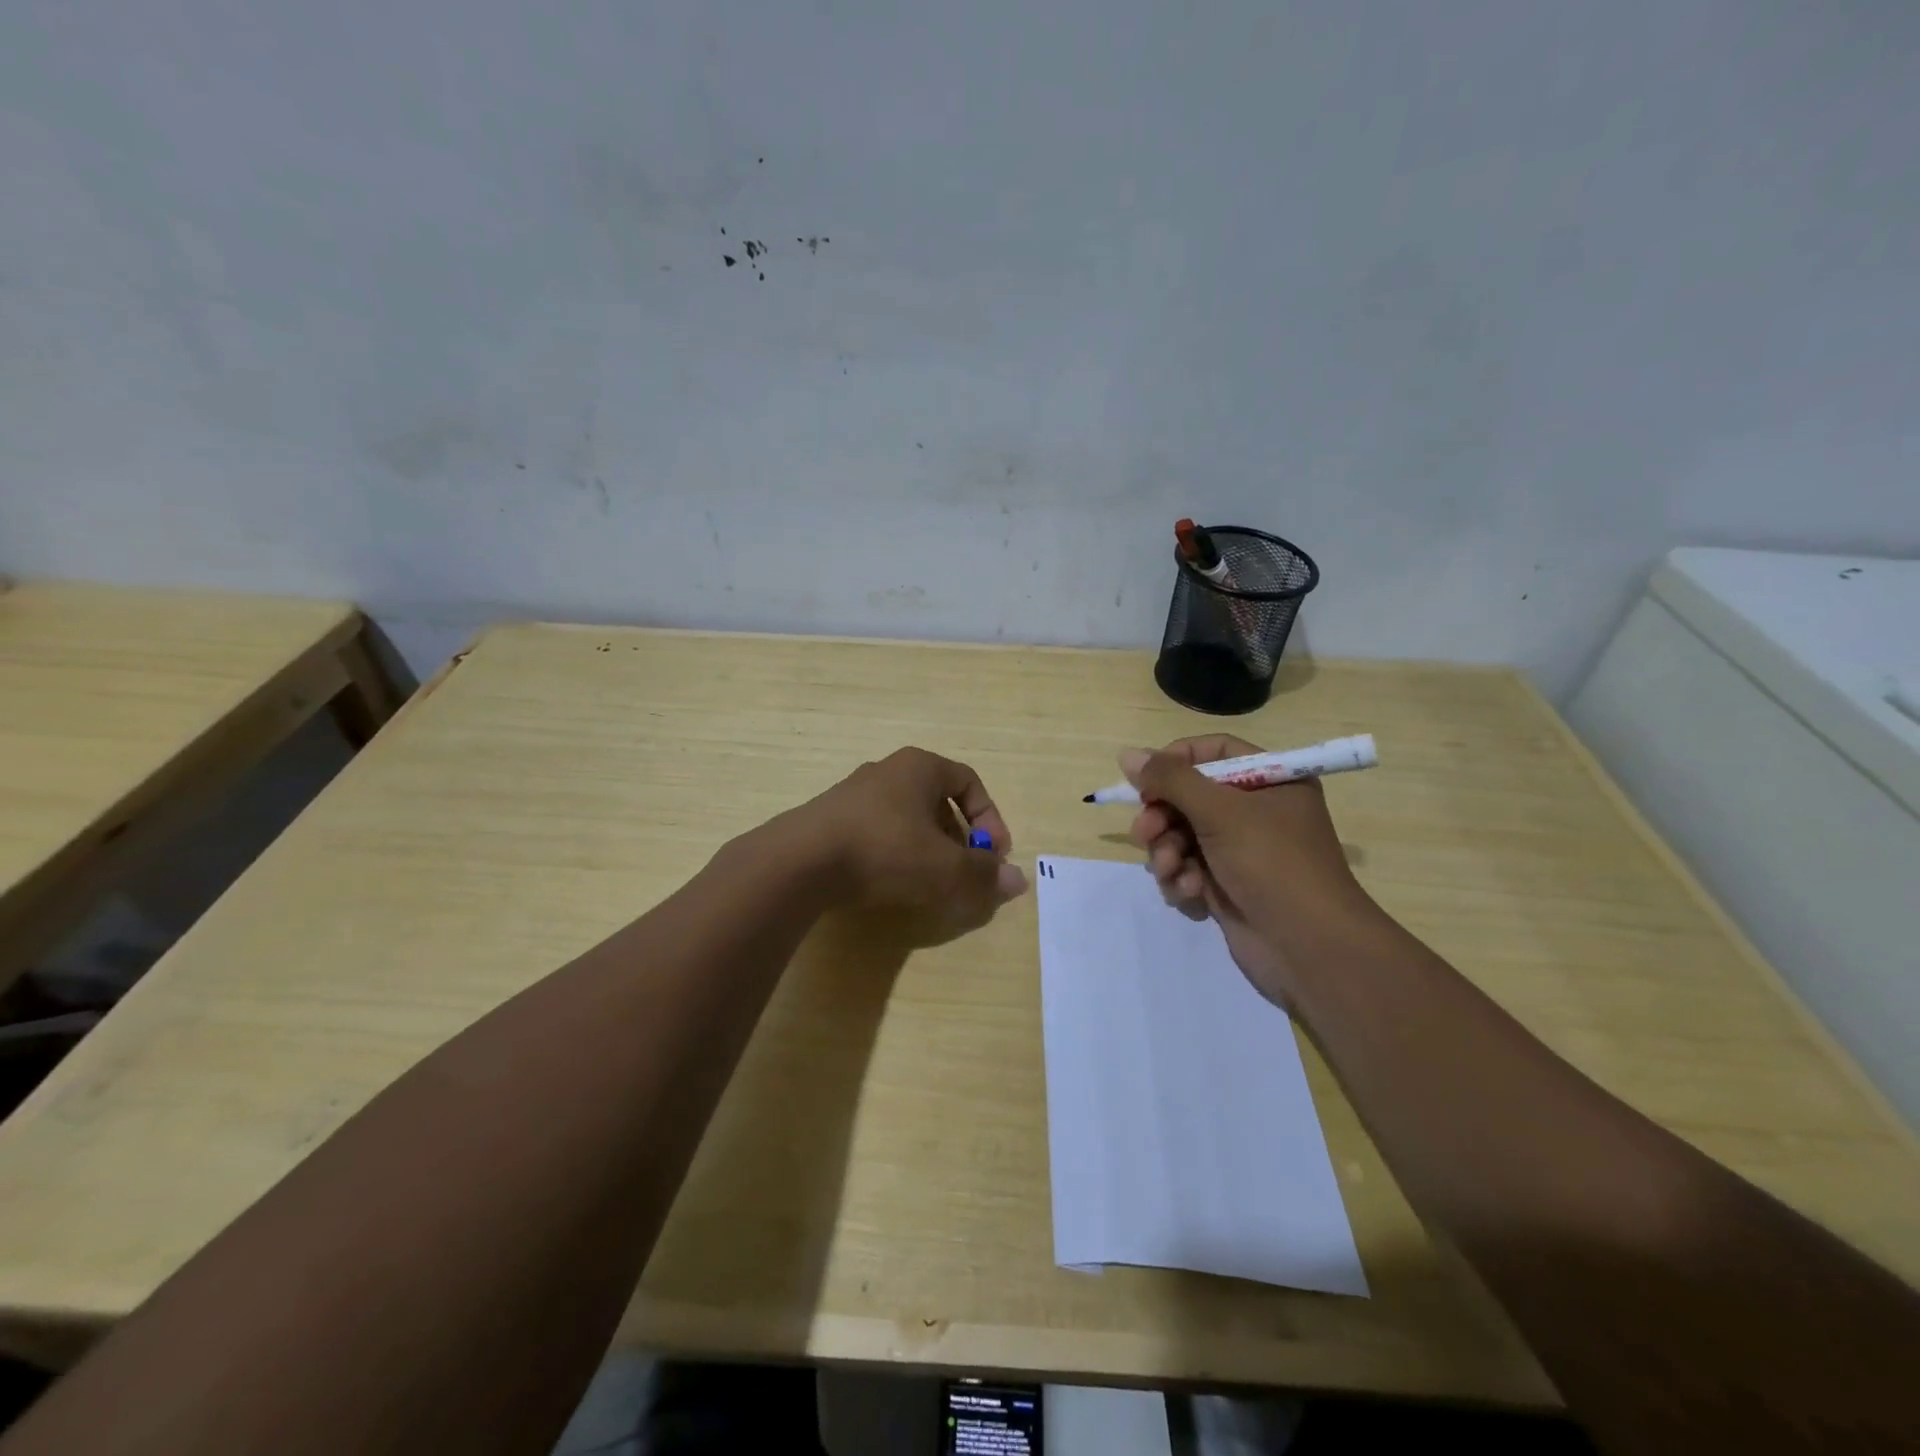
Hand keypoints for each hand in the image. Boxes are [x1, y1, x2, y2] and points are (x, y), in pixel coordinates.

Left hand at [801, 747, 1027, 938]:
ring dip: (929, 849)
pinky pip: (879, 832)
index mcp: (920, 766)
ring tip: (932, 884)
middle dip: (960, 839)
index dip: (989, 819)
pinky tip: (893, 884)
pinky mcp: (832, 820)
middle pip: (939, 801)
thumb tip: (1019, 882)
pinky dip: (897, 855)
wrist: (800, 862)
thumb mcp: (945, 868)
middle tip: (965, 873)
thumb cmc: (885, 851)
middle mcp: (888, 771)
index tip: (993, 855)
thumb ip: (984, 875)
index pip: (969, 781)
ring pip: (908, 819)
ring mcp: (856, 794)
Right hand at [1123, 735, 1375, 1007]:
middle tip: (1143, 833)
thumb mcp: (1220, 812)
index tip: (1145, 779)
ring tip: (1171, 871)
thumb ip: (1171, 779)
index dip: (1176, 762)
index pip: (1213, 752)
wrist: (1310, 949)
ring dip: (1167, 853)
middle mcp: (1256, 812)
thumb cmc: (1272, 864)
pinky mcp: (1227, 886)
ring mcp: (1240, 851)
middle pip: (1189, 797)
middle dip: (1162, 817)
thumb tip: (1127, 754)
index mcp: (1270, 782)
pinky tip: (1190, 894)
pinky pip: (1187, 869)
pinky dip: (1182, 880)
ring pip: (1181, 836)